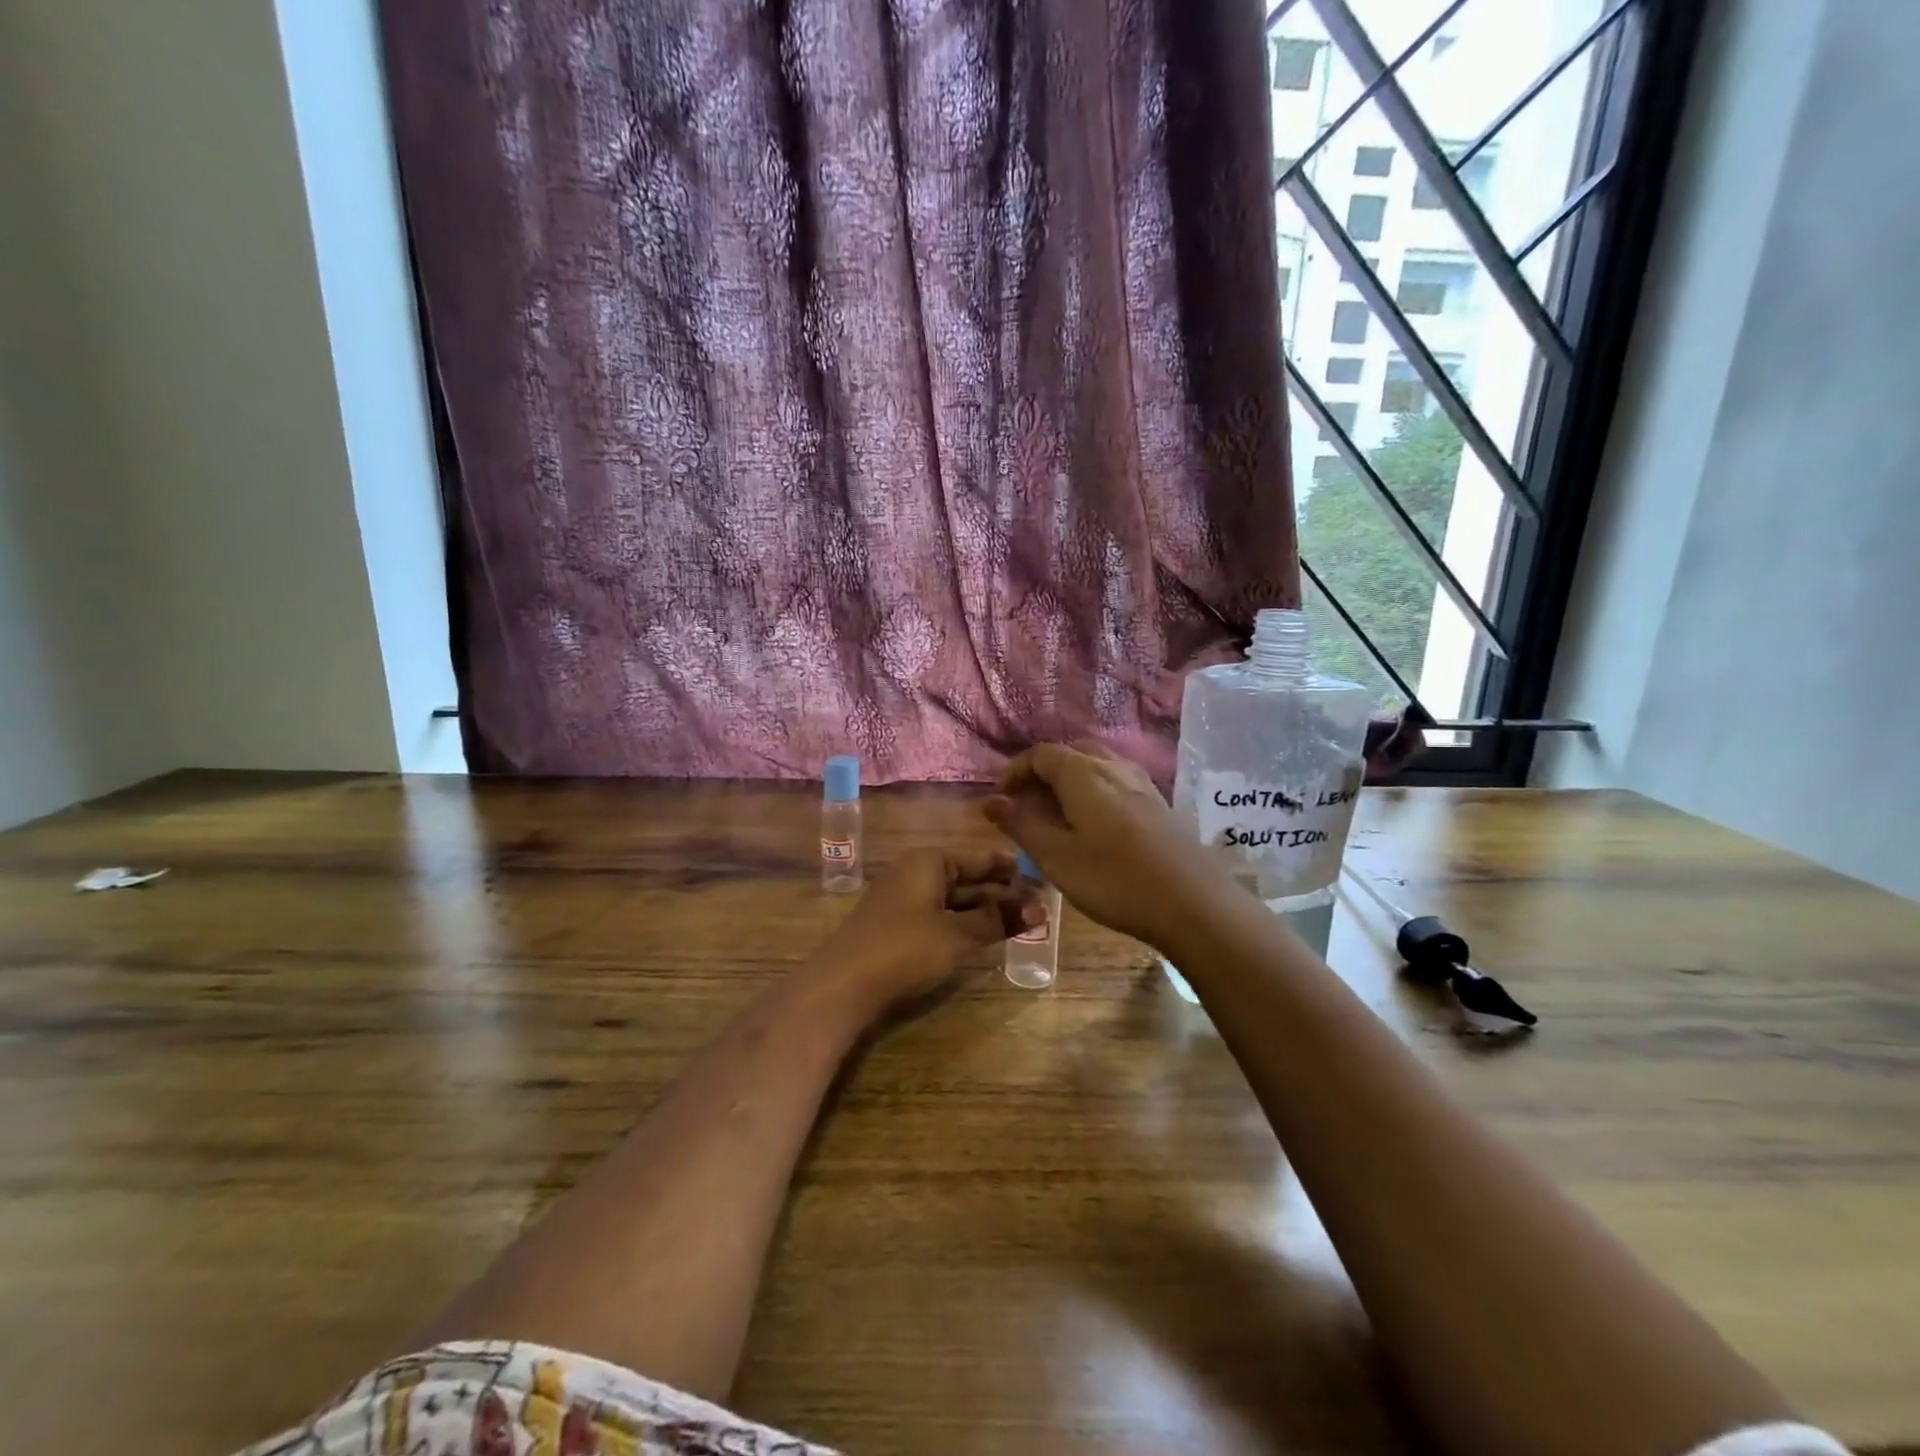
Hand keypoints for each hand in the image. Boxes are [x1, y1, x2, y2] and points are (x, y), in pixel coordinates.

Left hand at [814, 847, 1026, 1011]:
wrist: (844, 984)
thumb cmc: (906, 948)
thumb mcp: (958, 935)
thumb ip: (998, 920)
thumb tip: (1040, 909)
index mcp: (930, 861)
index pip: (981, 858)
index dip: (1013, 870)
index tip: (1045, 878)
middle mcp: (916, 871)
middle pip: (968, 877)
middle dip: (1002, 893)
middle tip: (1041, 907)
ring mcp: (904, 898)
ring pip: (955, 899)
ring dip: (985, 911)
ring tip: (1023, 923)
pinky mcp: (897, 924)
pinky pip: (940, 915)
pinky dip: (964, 923)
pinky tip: (986, 936)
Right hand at [984, 741, 1209, 948]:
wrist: (1193, 904)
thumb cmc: (1114, 880)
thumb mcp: (1056, 857)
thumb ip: (1021, 826)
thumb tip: (990, 801)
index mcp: (1084, 773)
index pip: (1041, 754)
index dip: (1016, 770)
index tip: (1002, 798)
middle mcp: (1113, 767)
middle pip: (1071, 753)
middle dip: (1043, 773)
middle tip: (1028, 805)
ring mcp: (1141, 783)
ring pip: (1097, 765)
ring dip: (1070, 781)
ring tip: (1058, 816)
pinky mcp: (1159, 803)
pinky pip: (1116, 782)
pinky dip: (1094, 792)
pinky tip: (1094, 826)